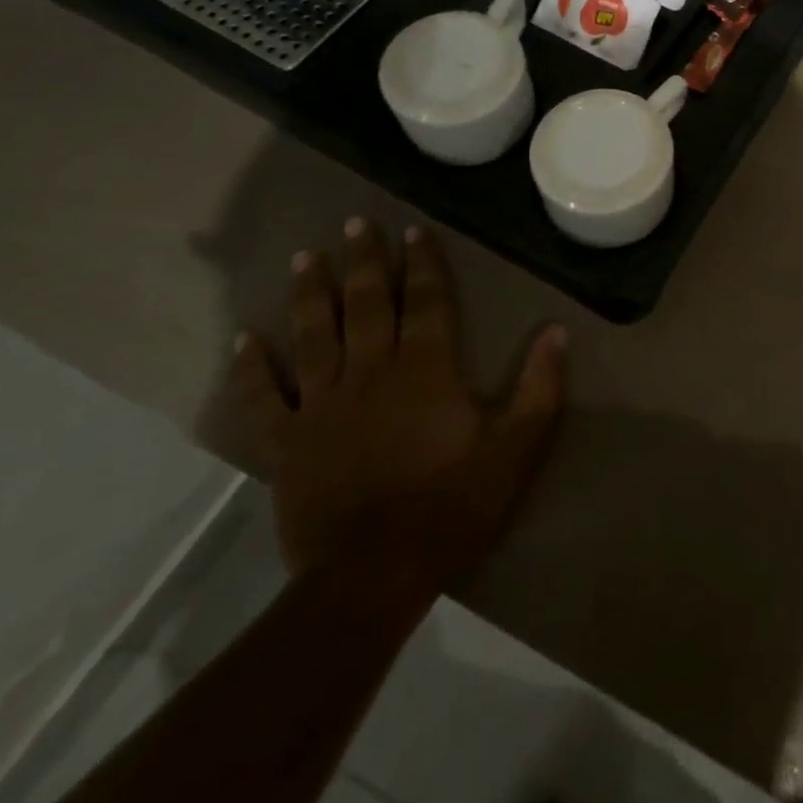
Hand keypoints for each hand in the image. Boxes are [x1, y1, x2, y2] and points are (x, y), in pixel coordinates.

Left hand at [234, 219, 566, 590]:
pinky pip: (263, 399)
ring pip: (312, 337)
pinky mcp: (287, 444)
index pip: (424, 302)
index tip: (414, 231)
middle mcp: (369, 374)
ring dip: (308, 294)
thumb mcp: (517, 447)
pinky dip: (251, 368)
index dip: (421, 264)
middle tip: (354, 224)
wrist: (372, 577)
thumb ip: (540, 387)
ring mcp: (321, 407)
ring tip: (302, 258)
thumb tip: (557, 331)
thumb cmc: (452, 506)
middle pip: (364, 306)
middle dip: (362, 262)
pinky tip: (244, 339)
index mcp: (424, 370)